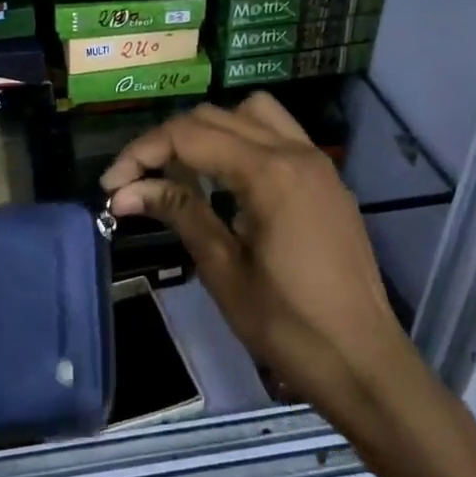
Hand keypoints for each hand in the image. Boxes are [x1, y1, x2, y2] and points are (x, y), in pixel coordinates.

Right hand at [100, 92, 410, 411]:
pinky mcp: (326, 179)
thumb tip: (125, 191)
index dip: (142, 153)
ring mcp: (317, 162)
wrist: (364, 363)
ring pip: (250, 113)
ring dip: (209, 130)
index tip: (112, 185)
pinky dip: (243, 139)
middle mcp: (295, 151)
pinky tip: (226, 179)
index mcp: (269, 172)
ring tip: (184, 169)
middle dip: (167, 141)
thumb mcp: (223, 269)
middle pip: (214, 116)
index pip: (188, 135)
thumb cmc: (288, 325)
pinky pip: (278, 133)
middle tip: (135, 180)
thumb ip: (179, 211)